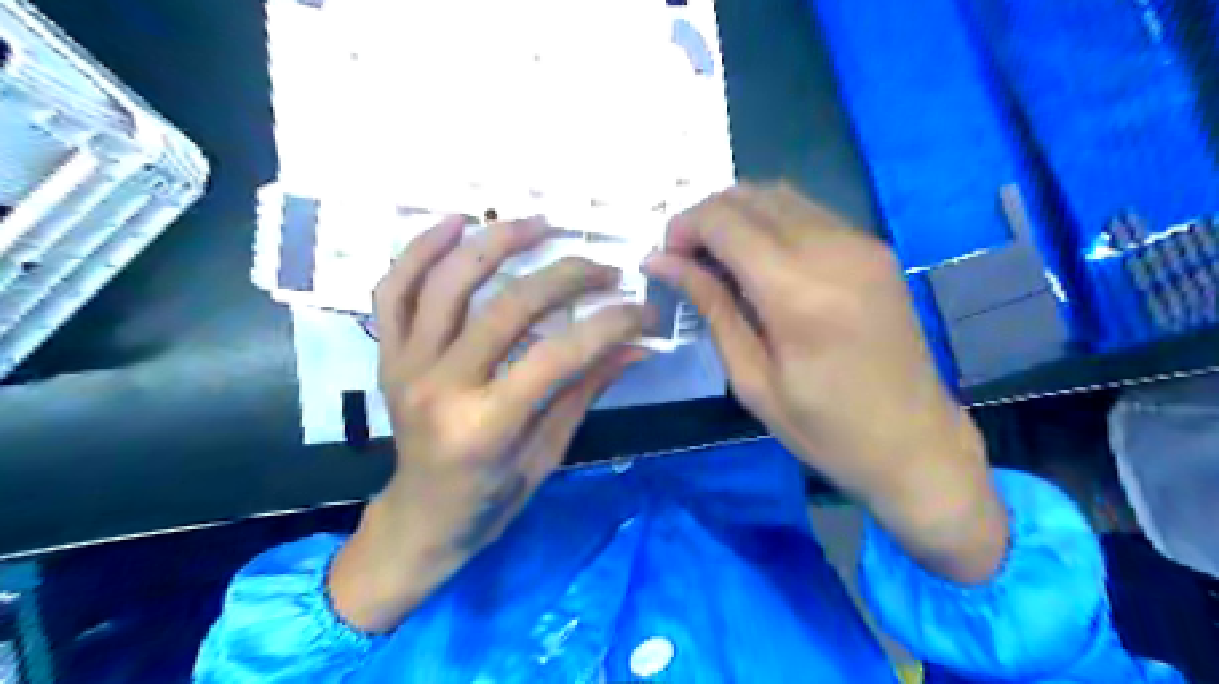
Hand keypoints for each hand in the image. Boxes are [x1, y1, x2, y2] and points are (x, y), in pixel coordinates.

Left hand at [330, 213, 642, 628]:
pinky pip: (394, 290)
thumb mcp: (548, 451)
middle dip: (567, 277)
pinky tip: (456, 224)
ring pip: (447, 282)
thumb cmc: (490, 499)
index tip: (643, 311)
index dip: (608, 325)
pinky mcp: (387, 355)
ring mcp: (405, 365)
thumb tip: (636, 345)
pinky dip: (421, 250)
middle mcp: (439, 387)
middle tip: (605, 268)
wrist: (421, 517)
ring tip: (539, 223)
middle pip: (507, 307)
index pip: (557, 355)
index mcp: (485, 426)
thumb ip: (586, 389)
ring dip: (496, 243)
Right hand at [646, 185, 1010, 583]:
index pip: (725, 221)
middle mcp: (833, 250)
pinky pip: (807, 212)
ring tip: (717, 259)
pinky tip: (758, 260)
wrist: (915, 442)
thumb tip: (662, 263)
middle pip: (750, 196)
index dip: (684, 228)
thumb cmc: (824, 428)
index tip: (664, 259)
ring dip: (736, 216)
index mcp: (798, 292)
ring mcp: (860, 243)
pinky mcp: (874, 248)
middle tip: (685, 260)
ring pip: (779, 195)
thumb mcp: (752, 378)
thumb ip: (711, 307)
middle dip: (705, 218)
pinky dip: (770, 222)